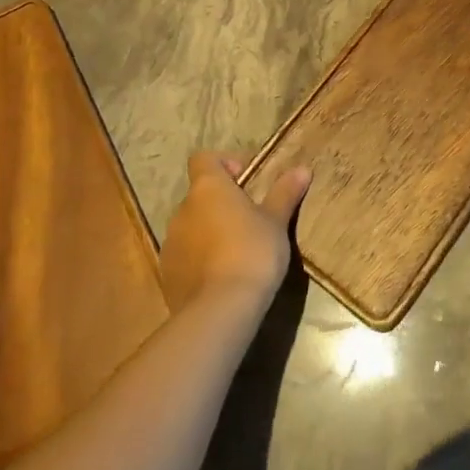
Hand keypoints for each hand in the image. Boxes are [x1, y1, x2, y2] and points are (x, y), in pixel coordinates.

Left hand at [159, 152, 310, 318]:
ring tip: (236, 252)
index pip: (204, 159)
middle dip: (221, 204)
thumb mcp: (276, 221)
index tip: (246, 181)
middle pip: (200, 196)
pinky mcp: (167, 275)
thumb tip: (302, 169)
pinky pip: (185, 257)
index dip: (224, 164)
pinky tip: (222, 278)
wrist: (220, 310)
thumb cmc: (252, 252)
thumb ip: (285, 193)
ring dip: (209, 232)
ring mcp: (170, 243)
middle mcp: (182, 210)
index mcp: (207, 188)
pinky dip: (200, 260)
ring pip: (191, 227)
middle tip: (249, 221)